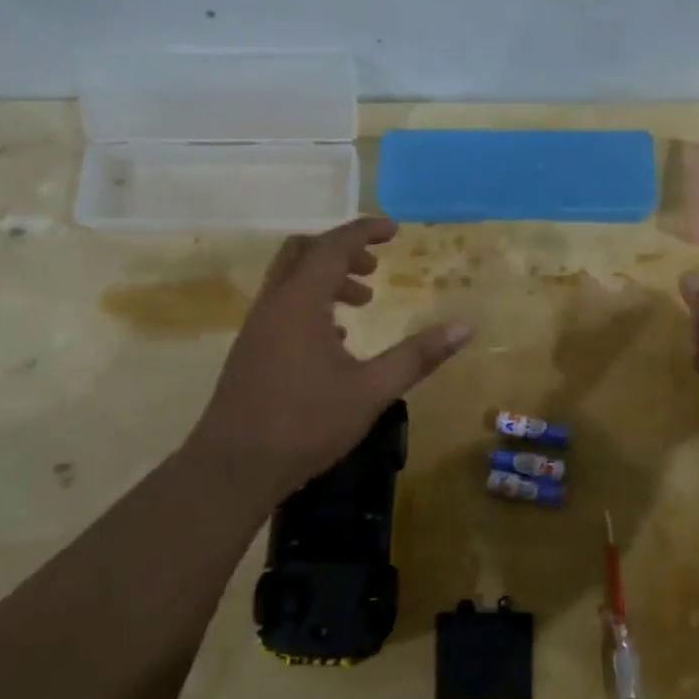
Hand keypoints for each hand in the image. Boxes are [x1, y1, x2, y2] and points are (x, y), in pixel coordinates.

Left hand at [186, 218, 472, 499]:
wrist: (232, 468)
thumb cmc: (305, 424)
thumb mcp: (372, 390)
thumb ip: (418, 356)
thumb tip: (465, 327)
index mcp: (300, 303)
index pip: (333, 247)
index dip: (364, 232)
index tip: (394, 230)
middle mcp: (274, 305)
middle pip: (303, 253)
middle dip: (342, 252)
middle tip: (375, 268)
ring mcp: (257, 328)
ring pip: (291, 281)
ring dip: (327, 280)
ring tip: (363, 303)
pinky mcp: (251, 351)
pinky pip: (283, 307)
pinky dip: (311, 305)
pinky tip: (337, 341)